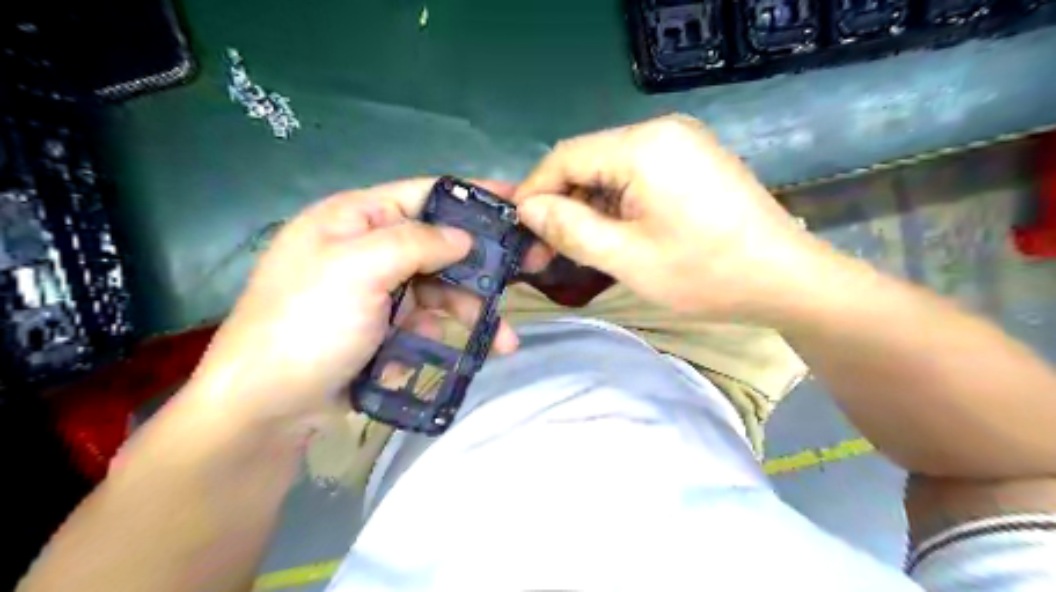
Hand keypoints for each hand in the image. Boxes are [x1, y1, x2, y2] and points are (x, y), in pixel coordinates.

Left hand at [187, 177, 523, 435]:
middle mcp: (369, 249)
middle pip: (440, 246)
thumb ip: (416, 243)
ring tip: (505, 341)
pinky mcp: (384, 327)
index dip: (473, 197)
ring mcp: (378, 291)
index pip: (425, 194)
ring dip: (472, 312)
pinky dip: (442, 335)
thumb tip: (464, 238)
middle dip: (482, 265)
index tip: (518, 204)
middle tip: (530, 271)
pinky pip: (427, 322)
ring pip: (440, 290)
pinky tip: (451, 354)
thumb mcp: (358, 270)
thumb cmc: (308, 324)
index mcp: (357, 218)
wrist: (267, 406)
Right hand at [514, 114, 841, 319]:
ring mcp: (681, 145)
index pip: (566, 156)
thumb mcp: (627, 258)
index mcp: (644, 146)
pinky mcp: (692, 162)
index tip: (518, 228)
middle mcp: (661, 132)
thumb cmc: (705, 273)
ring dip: (588, 208)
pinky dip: (615, 205)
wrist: (786, 280)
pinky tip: (611, 234)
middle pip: (588, 162)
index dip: (535, 191)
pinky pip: (636, 177)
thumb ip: (570, 229)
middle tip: (544, 249)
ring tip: (575, 248)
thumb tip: (528, 209)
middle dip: (561, 204)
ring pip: (611, 171)